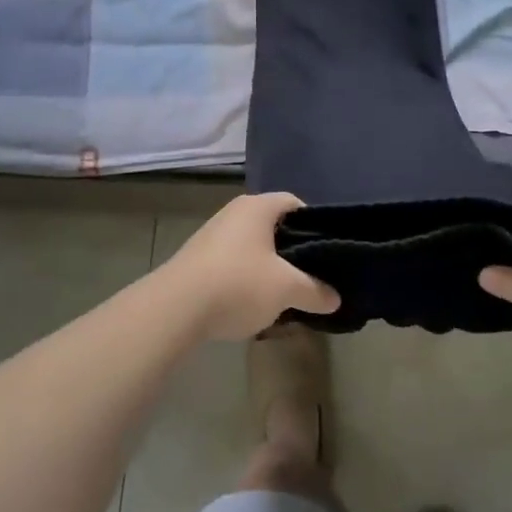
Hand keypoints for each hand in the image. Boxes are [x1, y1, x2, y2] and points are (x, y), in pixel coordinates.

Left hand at [160, 193, 339, 342]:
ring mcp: (212, 235)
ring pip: (252, 247)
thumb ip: (315, 291)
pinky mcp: (196, 259)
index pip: (295, 203)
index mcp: (257, 207)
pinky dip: (246, 278)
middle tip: (311, 274)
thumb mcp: (286, 289)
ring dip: (268, 267)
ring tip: (284, 293)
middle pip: (273, 226)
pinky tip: (252, 303)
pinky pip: (232, 263)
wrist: (175, 307)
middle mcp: (233, 213)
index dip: (315, 224)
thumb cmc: (238, 284)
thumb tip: (336, 298)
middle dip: (293, 250)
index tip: (328, 250)